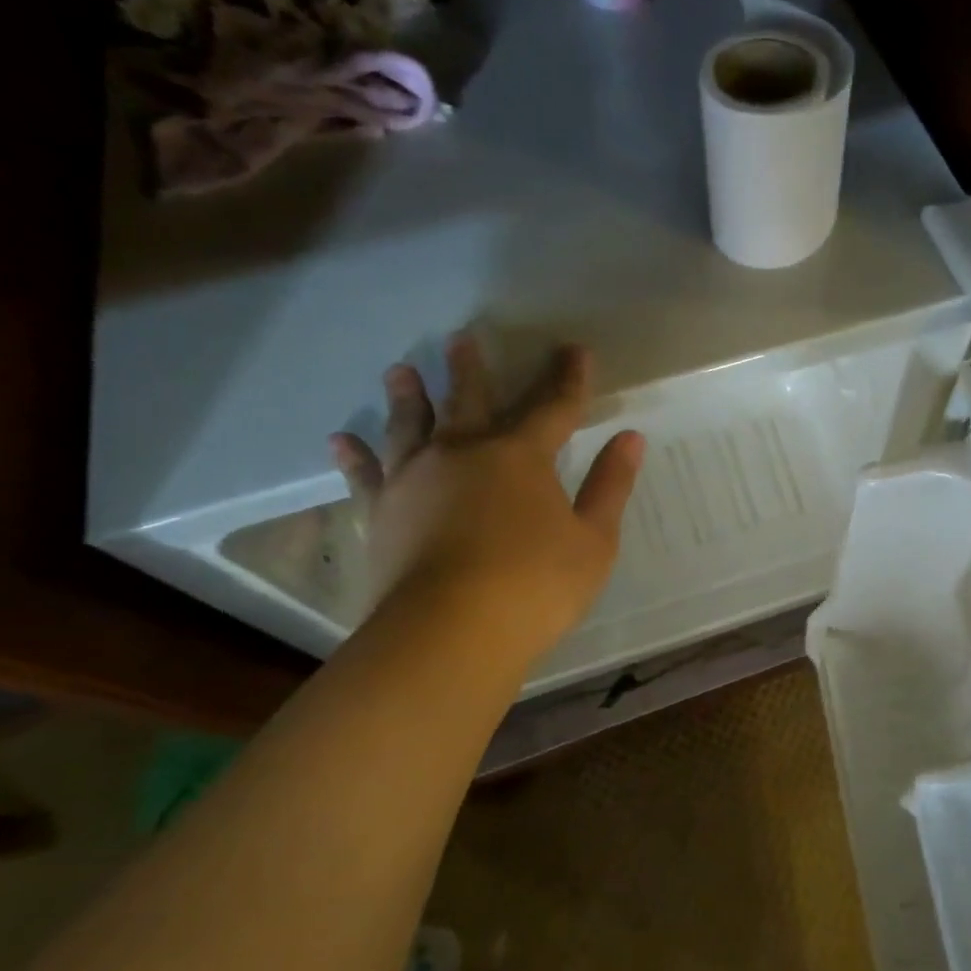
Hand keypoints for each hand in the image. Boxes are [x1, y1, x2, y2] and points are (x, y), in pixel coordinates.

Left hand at [330, 334, 643, 665]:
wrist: (449, 631)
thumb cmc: (535, 586)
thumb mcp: (594, 541)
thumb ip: (610, 486)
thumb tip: (630, 438)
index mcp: (522, 456)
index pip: (553, 406)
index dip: (568, 378)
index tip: (574, 350)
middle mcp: (464, 453)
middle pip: (470, 401)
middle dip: (471, 370)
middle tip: (462, 338)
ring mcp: (416, 479)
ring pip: (411, 425)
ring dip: (408, 396)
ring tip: (399, 370)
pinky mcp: (381, 512)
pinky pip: (365, 475)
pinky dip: (354, 456)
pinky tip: (340, 439)